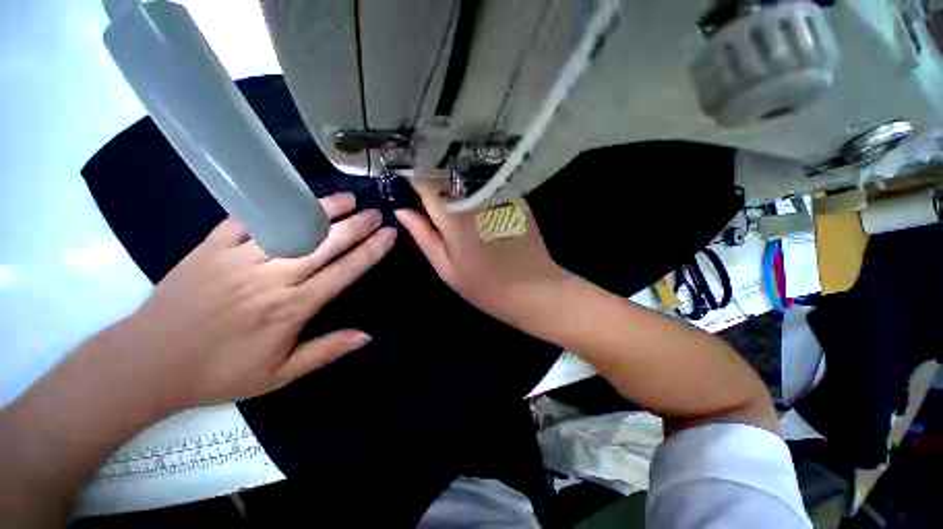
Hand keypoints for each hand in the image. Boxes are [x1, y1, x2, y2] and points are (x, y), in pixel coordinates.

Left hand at [121, 192, 395, 408]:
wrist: (147, 364)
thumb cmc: (220, 373)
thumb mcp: (280, 376)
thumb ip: (327, 351)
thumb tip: (368, 336)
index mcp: (292, 308)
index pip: (344, 271)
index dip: (371, 251)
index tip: (389, 235)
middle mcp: (271, 279)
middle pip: (324, 244)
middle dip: (356, 226)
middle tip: (376, 213)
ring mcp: (238, 259)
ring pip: (291, 227)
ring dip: (323, 210)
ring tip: (347, 199)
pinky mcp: (210, 248)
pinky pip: (247, 220)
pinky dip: (273, 206)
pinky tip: (293, 198)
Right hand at [395, 177, 570, 334]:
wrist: (535, 290)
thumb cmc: (486, 287)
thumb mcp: (448, 269)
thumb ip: (424, 237)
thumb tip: (402, 211)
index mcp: (454, 216)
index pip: (426, 182)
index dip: (415, 182)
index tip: (408, 188)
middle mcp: (476, 198)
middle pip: (447, 176)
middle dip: (434, 182)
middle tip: (428, 197)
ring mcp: (498, 195)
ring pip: (467, 178)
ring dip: (455, 185)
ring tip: (452, 200)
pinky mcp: (515, 198)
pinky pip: (488, 186)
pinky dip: (477, 189)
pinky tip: (477, 203)